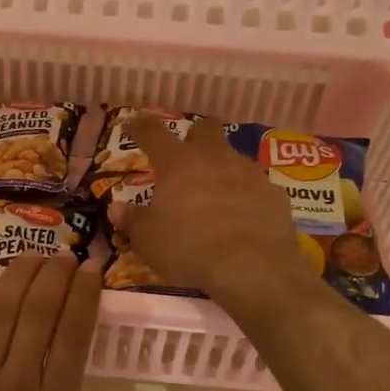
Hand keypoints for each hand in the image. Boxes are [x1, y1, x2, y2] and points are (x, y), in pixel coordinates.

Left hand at [0, 253, 101, 390]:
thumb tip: (68, 379)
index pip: (74, 337)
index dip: (84, 297)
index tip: (91, 268)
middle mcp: (17, 386)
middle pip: (39, 316)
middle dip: (54, 276)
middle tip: (64, 253)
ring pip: (0, 316)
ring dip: (17, 278)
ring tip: (31, 254)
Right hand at [113, 114, 307, 303]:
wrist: (251, 266)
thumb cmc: (188, 248)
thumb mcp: (148, 240)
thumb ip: (132, 220)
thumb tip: (116, 208)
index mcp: (177, 163)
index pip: (152, 133)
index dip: (139, 126)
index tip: (131, 124)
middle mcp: (214, 158)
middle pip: (205, 128)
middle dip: (195, 135)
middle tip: (187, 154)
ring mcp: (248, 172)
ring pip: (233, 156)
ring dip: (222, 168)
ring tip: (215, 194)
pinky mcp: (273, 193)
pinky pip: (255, 186)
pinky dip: (246, 195)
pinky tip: (243, 217)